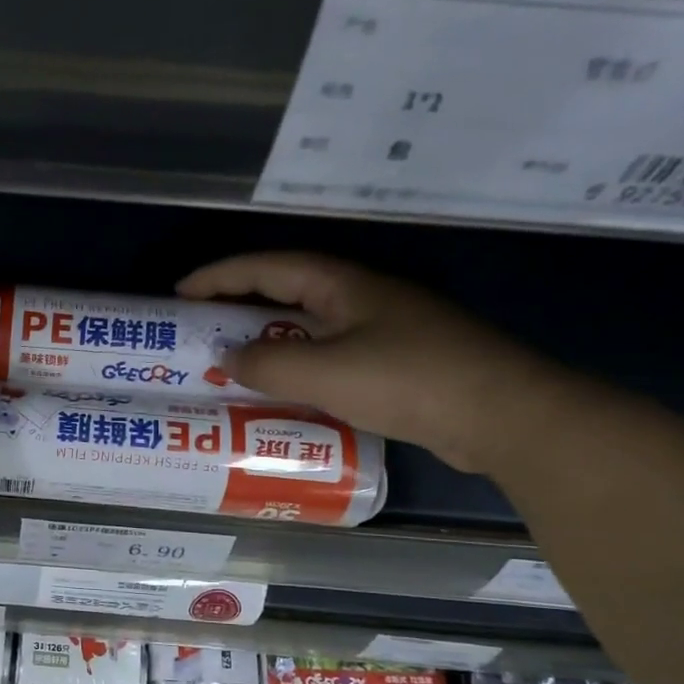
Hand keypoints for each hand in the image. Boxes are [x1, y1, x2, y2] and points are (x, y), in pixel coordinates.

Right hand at [178, 252, 574, 473]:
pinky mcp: (394, 363)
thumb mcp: (326, 372)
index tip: (179, 294)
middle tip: (197, 329)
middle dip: (237, 306)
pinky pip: (326, 356)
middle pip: (285, 292)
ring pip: (306, 326)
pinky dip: (295, 366)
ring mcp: (380, 329)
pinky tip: (280, 392)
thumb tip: (225, 357)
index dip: (219, 277)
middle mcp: (359, 298)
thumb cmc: (410, 380)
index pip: (267, 268)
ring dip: (266, 339)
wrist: (504, 416)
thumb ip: (268, 363)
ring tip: (228, 361)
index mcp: (342, 285)